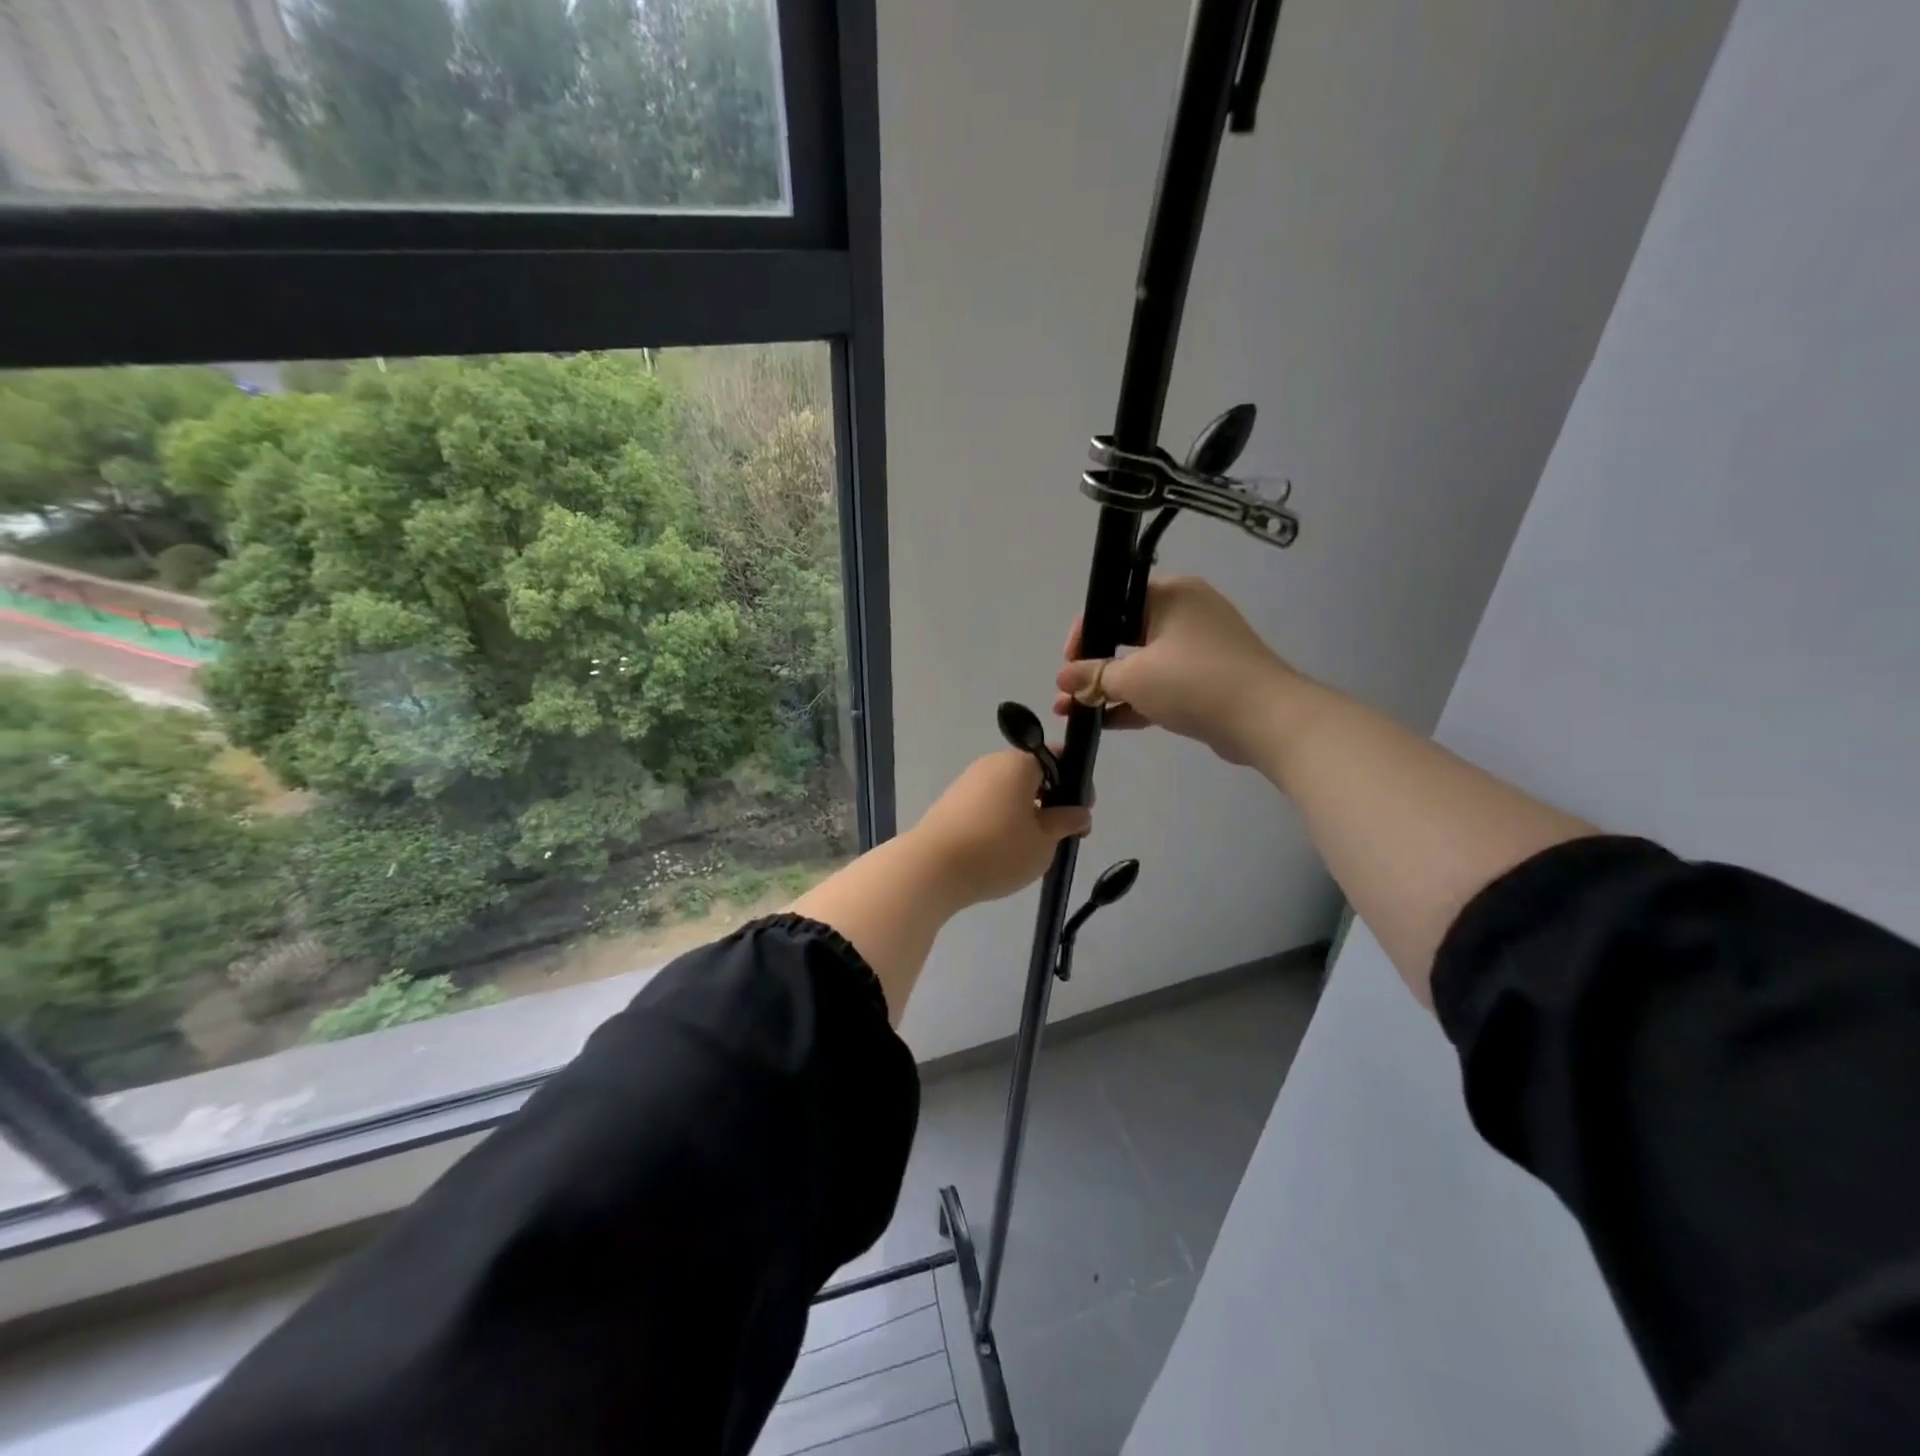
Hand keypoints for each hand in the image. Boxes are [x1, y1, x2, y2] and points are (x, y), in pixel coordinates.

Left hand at [906, 749, 1091, 907]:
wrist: (931, 868)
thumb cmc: (997, 850)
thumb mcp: (1044, 841)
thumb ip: (1066, 822)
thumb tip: (1080, 812)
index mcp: (1019, 763)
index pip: (1057, 758)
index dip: (1076, 782)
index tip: (1082, 812)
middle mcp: (992, 763)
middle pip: (1031, 775)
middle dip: (1050, 800)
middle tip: (1060, 834)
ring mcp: (968, 781)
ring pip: (1009, 791)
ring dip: (1025, 812)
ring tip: (1031, 847)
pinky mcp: (951, 802)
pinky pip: (988, 804)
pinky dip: (1001, 820)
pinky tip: (1002, 849)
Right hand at [1052, 575, 1298, 766]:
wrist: (1265, 719)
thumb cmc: (1194, 682)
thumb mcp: (1134, 677)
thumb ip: (1094, 676)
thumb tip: (1061, 678)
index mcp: (1171, 594)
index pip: (1114, 601)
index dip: (1085, 631)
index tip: (1068, 662)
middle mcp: (1186, 612)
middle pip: (1126, 634)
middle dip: (1093, 666)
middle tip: (1069, 690)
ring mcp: (1199, 648)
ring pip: (1143, 664)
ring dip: (1110, 688)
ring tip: (1075, 712)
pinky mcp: (1206, 679)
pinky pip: (1162, 684)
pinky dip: (1136, 700)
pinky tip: (1106, 723)